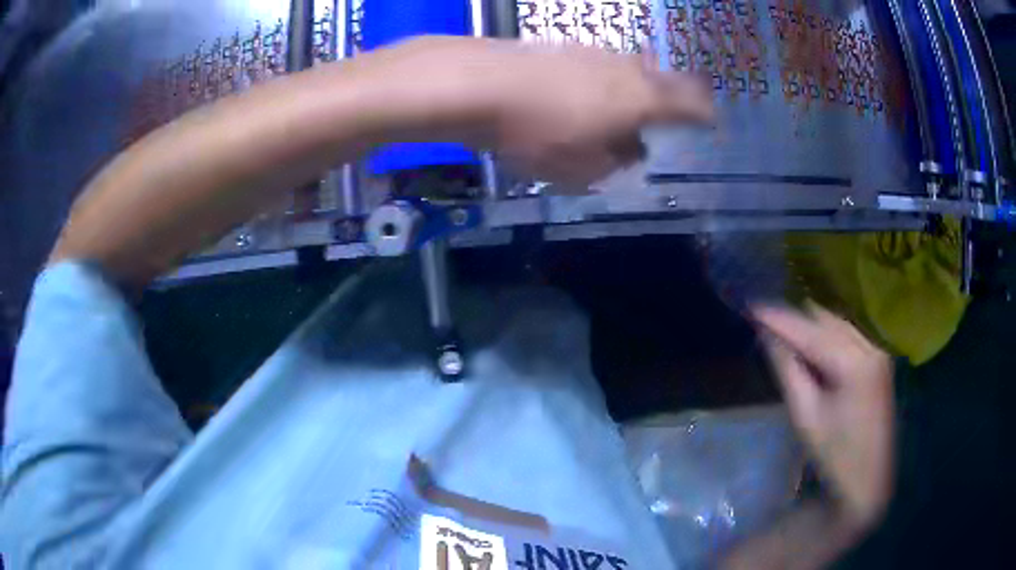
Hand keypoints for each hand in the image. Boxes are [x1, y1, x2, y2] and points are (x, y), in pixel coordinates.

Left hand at [483, 41, 713, 187]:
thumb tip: (631, 148)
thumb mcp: (582, 169)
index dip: (704, 113)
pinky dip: (601, 79)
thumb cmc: (537, 134)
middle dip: (673, 94)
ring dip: (634, 86)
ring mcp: (592, 51)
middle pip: (663, 77)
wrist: (476, 85)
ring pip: (628, 67)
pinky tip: (584, 92)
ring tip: (626, 105)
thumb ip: (615, 162)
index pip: (690, 103)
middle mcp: (625, 68)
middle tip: (675, 108)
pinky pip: (596, 64)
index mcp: (643, 99)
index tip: (710, 120)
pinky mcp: (561, 45)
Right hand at [753, 303, 894, 531]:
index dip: (779, 318)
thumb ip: (788, 369)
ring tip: (784, 335)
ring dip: (811, 327)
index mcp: (853, 361)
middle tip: (765, 325)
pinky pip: (848, 335)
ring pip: (837, 323)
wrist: (869, 481)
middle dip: (796, 320)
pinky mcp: (879, 359)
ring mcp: (877, 350)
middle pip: (825, 319)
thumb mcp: (806, 415)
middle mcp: (869, 345)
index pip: (809, 330)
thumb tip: (768, 335)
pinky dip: (827, 337)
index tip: (752, 307)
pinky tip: (812, 350)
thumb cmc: (834, 455)